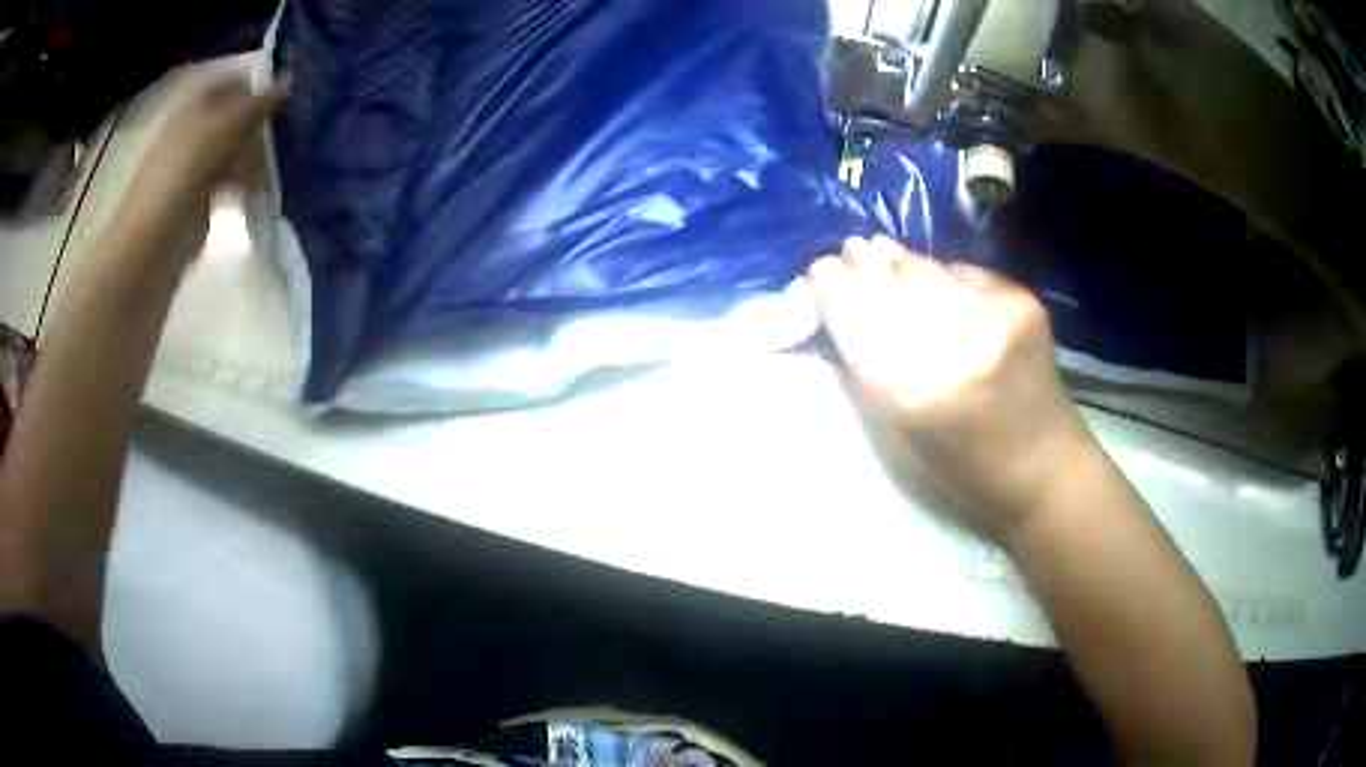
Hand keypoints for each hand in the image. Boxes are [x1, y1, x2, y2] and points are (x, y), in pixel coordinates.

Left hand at [113, 73, 286, 263]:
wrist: (151, 246)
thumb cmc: (177, 177)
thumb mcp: (217, 128)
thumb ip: (254, 105)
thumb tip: (290, 82)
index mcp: (196, 106)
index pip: (235, 82)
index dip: (259, 85)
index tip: (286, 98)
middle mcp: (199, 131)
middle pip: (239, 116)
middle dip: (260, 123)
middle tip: (281, 135)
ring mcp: (201, 167)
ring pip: (240, 149)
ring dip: (257, 154)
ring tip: (272, 166)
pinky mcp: (206, 201)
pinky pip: (235, 182)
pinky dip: (249, 183)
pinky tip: (260, 190)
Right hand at [807, 235, 1091, 542]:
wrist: (1045, 468)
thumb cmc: (963, 469)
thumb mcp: (900, 435)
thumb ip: (866, 371)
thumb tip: (840, 305)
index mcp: (915, 395)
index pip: (857, 319)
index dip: (833, 286)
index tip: (820, 270)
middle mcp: (956, 347)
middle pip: (891, 282)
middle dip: (864, 263)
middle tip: (851, 250)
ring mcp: (995, 318)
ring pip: (927, 269)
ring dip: (901, 263)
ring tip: (883, 253)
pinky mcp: (1022, 302)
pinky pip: (964, 273)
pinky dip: (946, 277)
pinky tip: (941, 285)